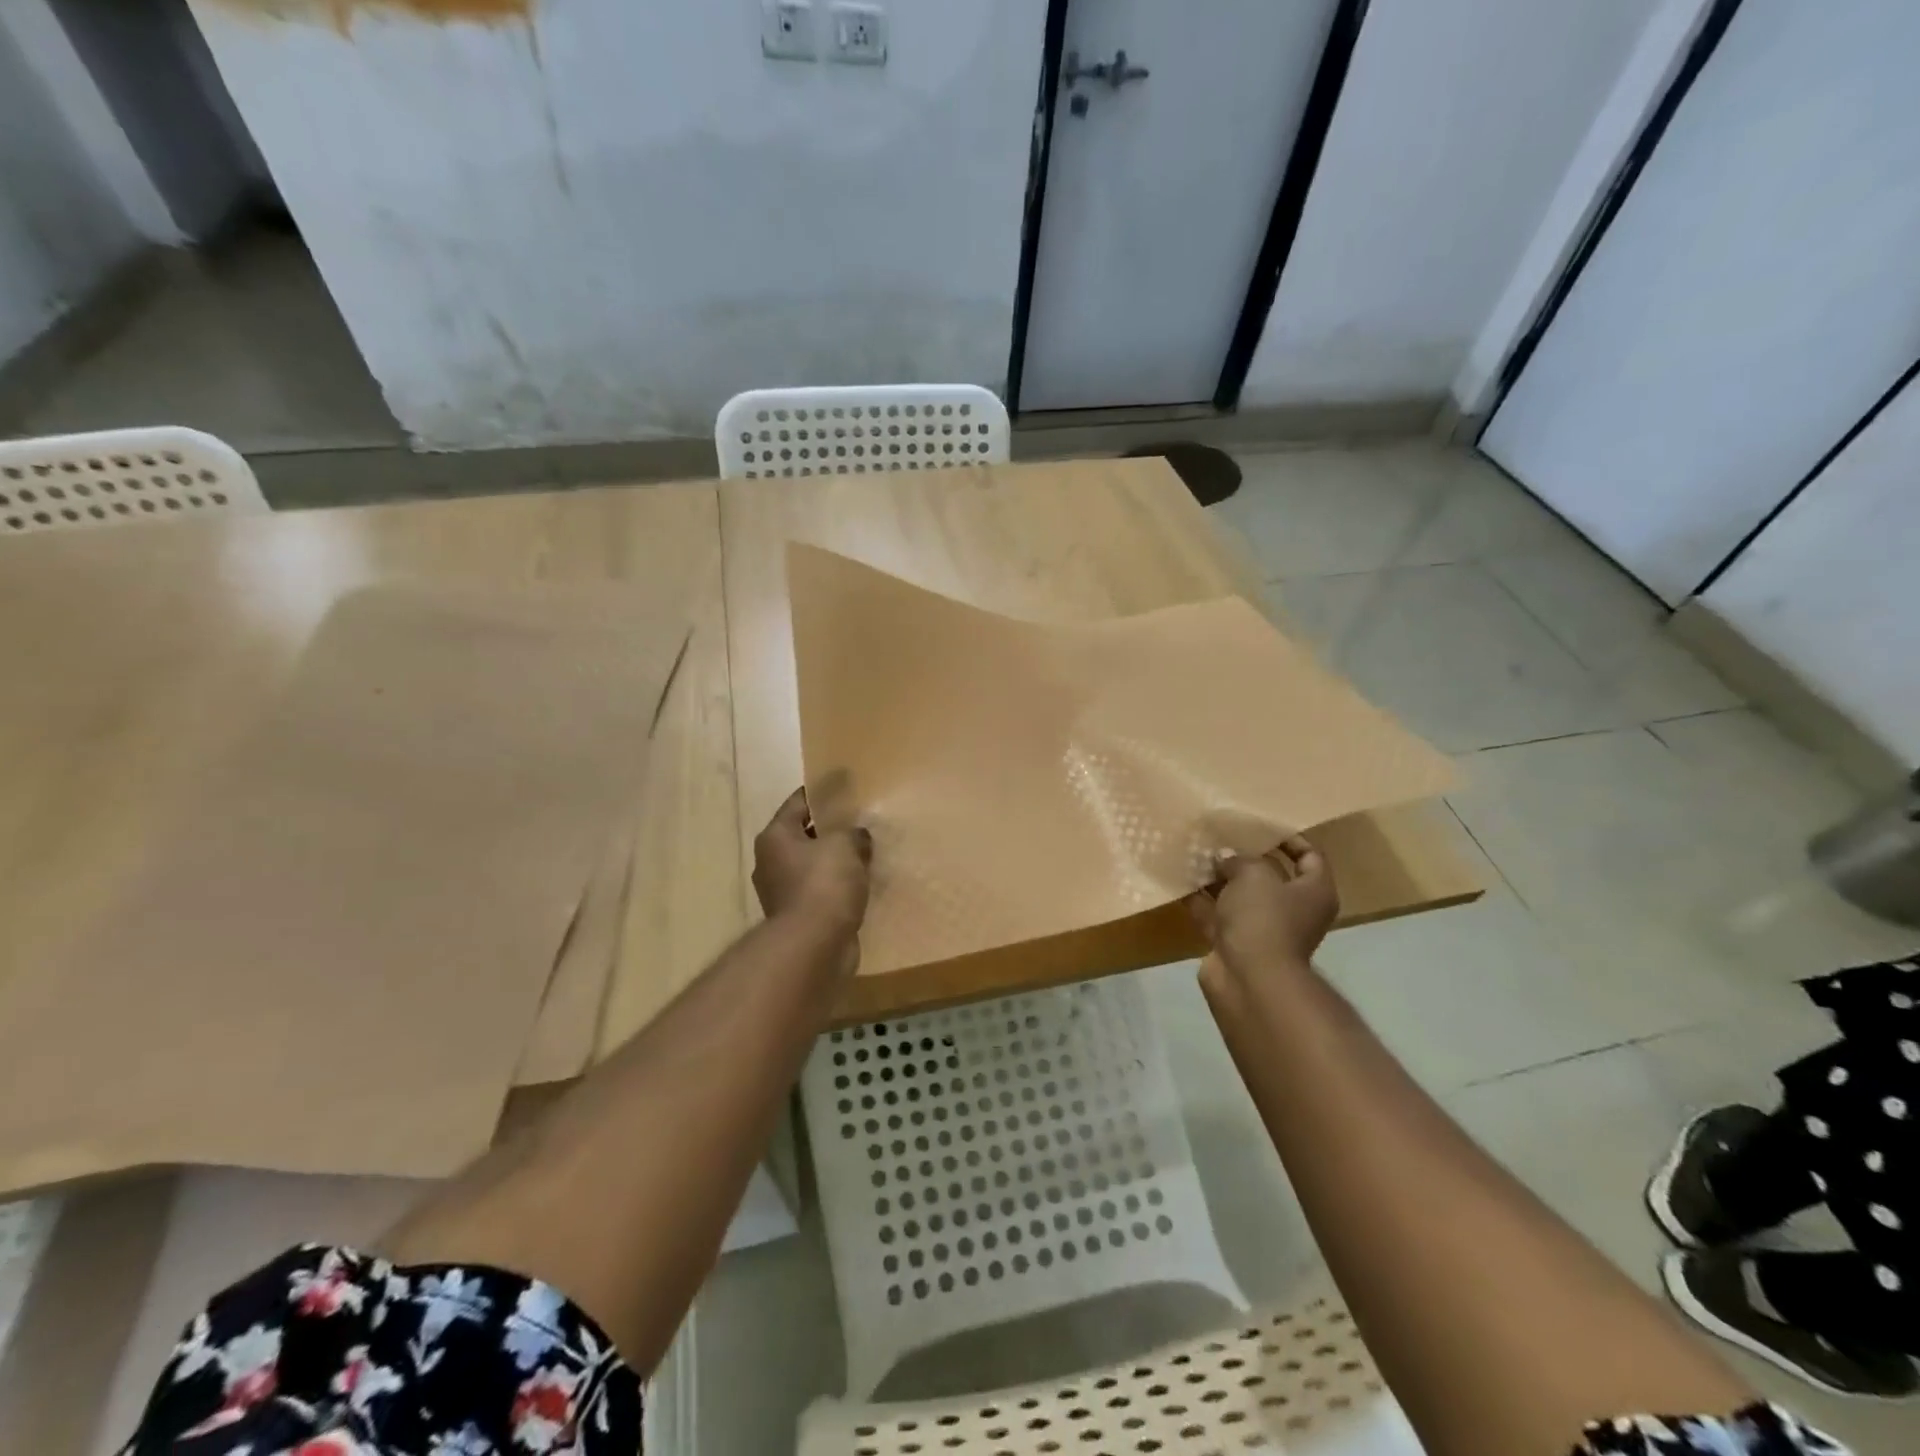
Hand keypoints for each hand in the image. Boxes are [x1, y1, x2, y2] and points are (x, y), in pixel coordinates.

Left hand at [752, 788, 873, 939]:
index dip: (820, 793)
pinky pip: (821, 891)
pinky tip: (860, 884)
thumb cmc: (824, 884)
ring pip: (813, 865)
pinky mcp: (798, 916)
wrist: (814, 946)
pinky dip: (837, 887)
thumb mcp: (845, 845)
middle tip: (859, 821)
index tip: (841, 786)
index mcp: (776, 837)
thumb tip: (856, 837)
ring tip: (864, 853)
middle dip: (829, 829)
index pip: (797, 803)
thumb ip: (853, 833)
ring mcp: (782, 892)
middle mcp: (771, 862)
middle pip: (803, 835)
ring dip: (834, 861)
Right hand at [1186, 834, 1338, 974]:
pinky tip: (1179, 879)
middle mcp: (1292, 910)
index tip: (1260, 825)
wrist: (1248, 978)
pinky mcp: (1233, 942)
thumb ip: (1240, 859)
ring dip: (1217, 877)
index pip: (1310, 857)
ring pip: (1238, 895)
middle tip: (1219, 835)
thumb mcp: (1254, 874)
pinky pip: (1215, 913)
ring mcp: (1261, 928)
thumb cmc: (1264, 918)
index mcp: (1313, 892)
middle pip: (1270, 876)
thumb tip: (1225, 858)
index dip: (1289, 838)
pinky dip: (1199, 899)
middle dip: (1244, 856)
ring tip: (1193, 852)